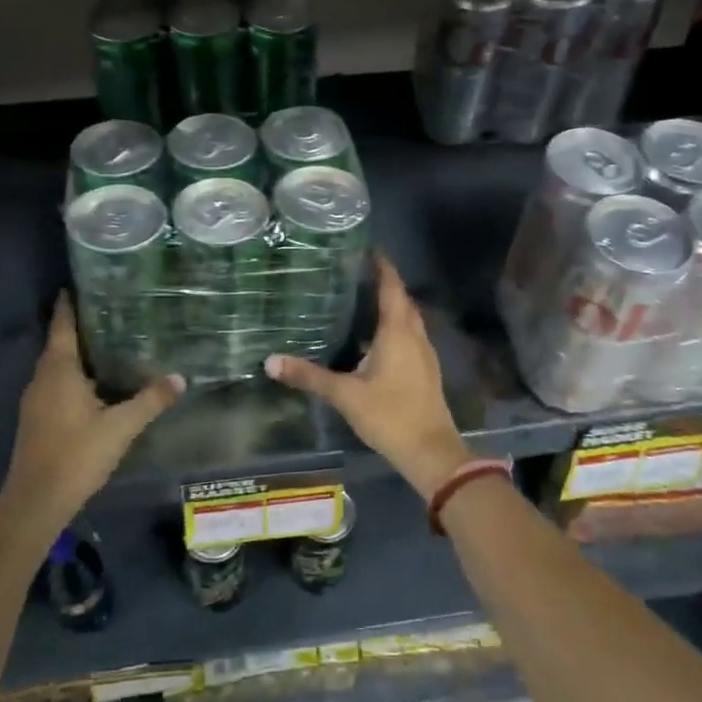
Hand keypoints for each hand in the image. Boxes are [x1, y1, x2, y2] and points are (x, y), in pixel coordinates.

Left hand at [2, 295, 183, 525]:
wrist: (36, 501)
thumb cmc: (77, 454)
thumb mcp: (121, 427)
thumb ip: (150, 401)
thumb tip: (179, 378)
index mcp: (59, 370)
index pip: (62, 326)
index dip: (68, 305)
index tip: (76, 284)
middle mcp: (42, 378)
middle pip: (58, 344)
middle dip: (77, 327)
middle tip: (107, 311)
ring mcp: (35, 400)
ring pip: (56, 366)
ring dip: (75, 353)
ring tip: (105, 343)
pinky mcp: (36, 419)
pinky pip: (55, 384)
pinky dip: (72, 376)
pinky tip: (93, 384)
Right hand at [265, 255, 472, 497]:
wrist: (431, 452)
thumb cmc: (390, 415)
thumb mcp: (345, 395)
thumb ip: (309, 376)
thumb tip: (270, 361)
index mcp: (398, 332)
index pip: (392, 287)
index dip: (382, 266)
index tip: (367, 248)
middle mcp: (415, 336)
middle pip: (402, 300)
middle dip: (384, 283)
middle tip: (356, 272)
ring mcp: (424, 354)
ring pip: (408, 319)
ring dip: (390, 306)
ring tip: (361, 299)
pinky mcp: (425, 371)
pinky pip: (409, 337)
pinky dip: (393, 327)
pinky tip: (373, 338)